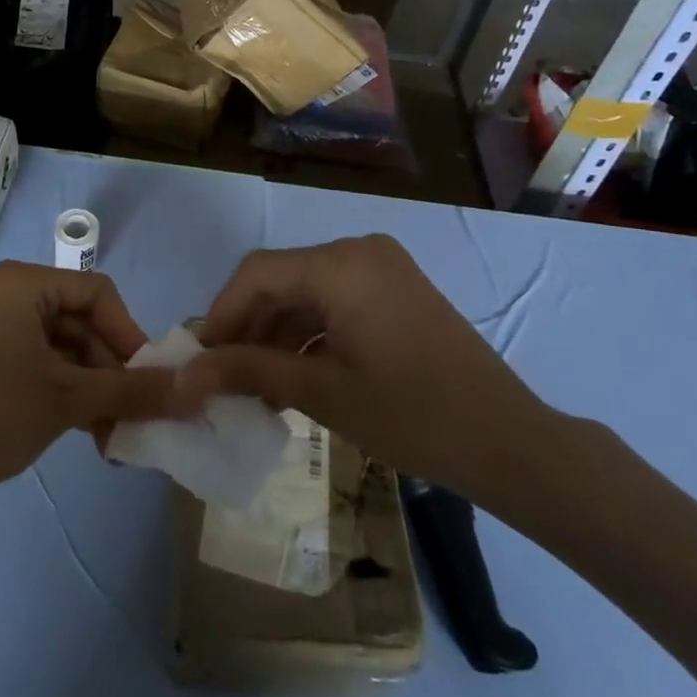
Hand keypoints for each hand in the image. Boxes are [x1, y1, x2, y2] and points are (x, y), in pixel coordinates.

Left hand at [0, 261, 179, 511]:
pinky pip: (52, 367)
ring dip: (98, 390)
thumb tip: (197, 388)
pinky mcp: (1, 362)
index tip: (148, 379)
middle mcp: (16, 297)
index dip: (128, 335)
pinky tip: (95, 435)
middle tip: (136, 416)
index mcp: (26, 284)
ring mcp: (7, 331)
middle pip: (87, 324)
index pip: (99, 294)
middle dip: (113, 371)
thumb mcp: (69, 398)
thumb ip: (133, 390)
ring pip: (72, 351)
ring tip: (115, 436)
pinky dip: (75, 396)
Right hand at [179, 235, 555, 515]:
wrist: (510, 444)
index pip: (256, 274)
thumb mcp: (321, 393)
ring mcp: (381, 269)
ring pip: (307, 293)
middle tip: (223, 377)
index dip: (220, 315)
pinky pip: (336, 302)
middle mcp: (358, 252)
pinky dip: (310, 335)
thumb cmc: (412, 415)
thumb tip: (185, 375)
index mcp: (340, 264)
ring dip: (277, 335)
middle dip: (248, 328)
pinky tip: (293, 377)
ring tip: (255, 388)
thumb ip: (248, 373)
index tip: (198, 360)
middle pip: (281, 281)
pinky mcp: (396, 291)